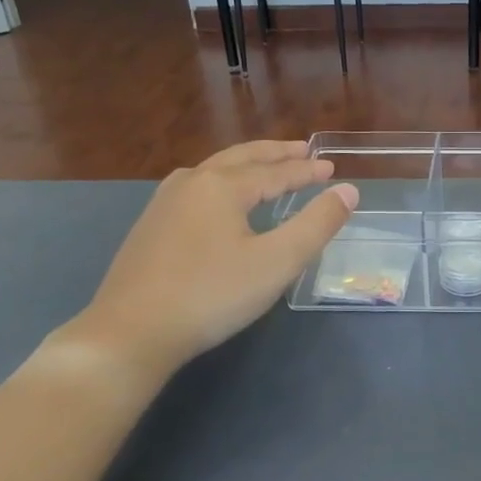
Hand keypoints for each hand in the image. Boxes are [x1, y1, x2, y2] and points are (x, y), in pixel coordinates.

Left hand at [62, 141, 357, 383]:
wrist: (132, 332)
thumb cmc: (212, 295)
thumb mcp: (277, 262)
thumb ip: (317, 225)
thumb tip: (348, 191)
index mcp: (223, 186)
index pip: (275, 172)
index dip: (306, 170)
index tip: (330, 168)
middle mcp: (191, 183)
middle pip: (240, 158)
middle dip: (274, 154)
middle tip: (301, 149)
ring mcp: (164, 203)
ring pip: (213, 170)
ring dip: (245, 164)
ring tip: (265, 167)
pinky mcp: (149, 227)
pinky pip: (195, 188)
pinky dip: (221, 182)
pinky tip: (217, 199)